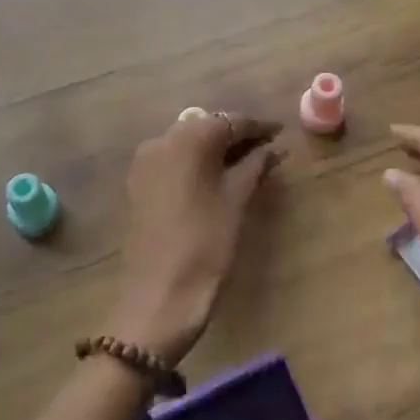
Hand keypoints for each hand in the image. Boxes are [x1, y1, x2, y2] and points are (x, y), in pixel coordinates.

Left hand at [109, 111, 281, 366]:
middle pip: (206, 128)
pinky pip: (173, 160)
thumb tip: (273, 147)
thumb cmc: (205, 244)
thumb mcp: (237, 201)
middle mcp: (162, 140)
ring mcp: (145, 162)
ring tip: (247, 164)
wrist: (158, 297)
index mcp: (188, 138)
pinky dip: (196, 163)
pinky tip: (217, 178)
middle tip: (267, 149)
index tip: (281, 132)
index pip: (230, 121)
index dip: (259, 127)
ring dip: (216, 149)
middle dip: (237, 136)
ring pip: (188, 143)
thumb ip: (255, 166)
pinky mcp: (138, 184)